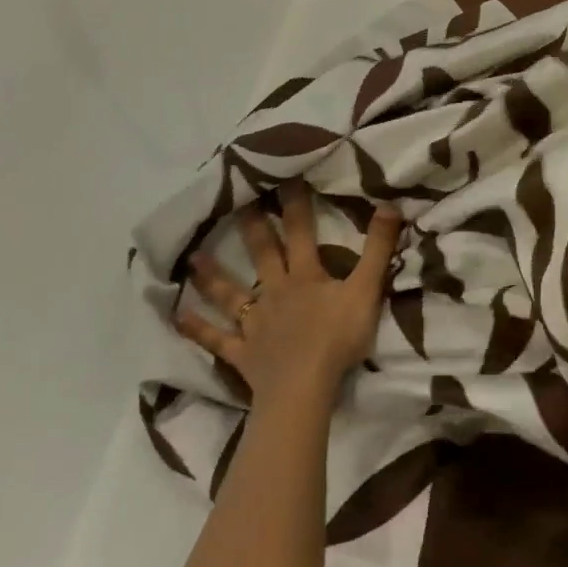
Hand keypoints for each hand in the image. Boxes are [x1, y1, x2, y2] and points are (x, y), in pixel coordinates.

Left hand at [177, 182, 403, 412]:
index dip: (294, 202)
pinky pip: (216, 339)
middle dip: (252, 225)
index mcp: (304, 275)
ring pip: (230, 293)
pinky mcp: (242, 353)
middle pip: (262, 253)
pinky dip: (197, 328)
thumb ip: (378, 249)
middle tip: (235, 199)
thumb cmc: (337, 340)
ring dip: (212, 274)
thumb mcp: (366, 290)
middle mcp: (275, 291)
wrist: (302, 392)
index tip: (283, 174)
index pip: (300, 230)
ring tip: (193, 256)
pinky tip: (177, 317)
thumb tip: (390, 205)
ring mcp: (254, 323)